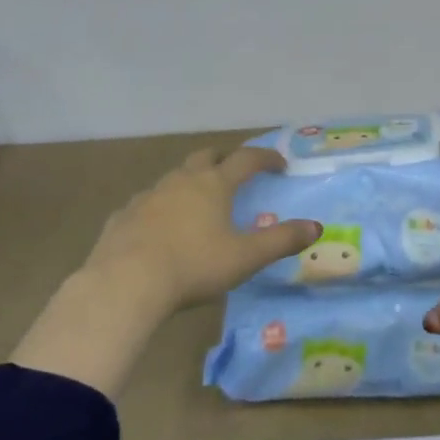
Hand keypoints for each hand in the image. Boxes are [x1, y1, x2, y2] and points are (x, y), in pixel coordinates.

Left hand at [83, 145, 320, 317]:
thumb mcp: (245, 258)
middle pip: (206, 156)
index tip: (280, 164)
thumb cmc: (194, 266)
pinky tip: (158, 228)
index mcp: (214, 184)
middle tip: (233, 172)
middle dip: (223, 159)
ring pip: (174, 177)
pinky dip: (159, 208)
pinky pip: (146, 203)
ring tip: (197, 203)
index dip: (266, 158)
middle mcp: (182, 180)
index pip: (246, 160)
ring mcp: (149, 195)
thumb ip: (281, 241)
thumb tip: (316, 227)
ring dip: (190, 182)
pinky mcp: (124, 215)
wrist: (125, 282)